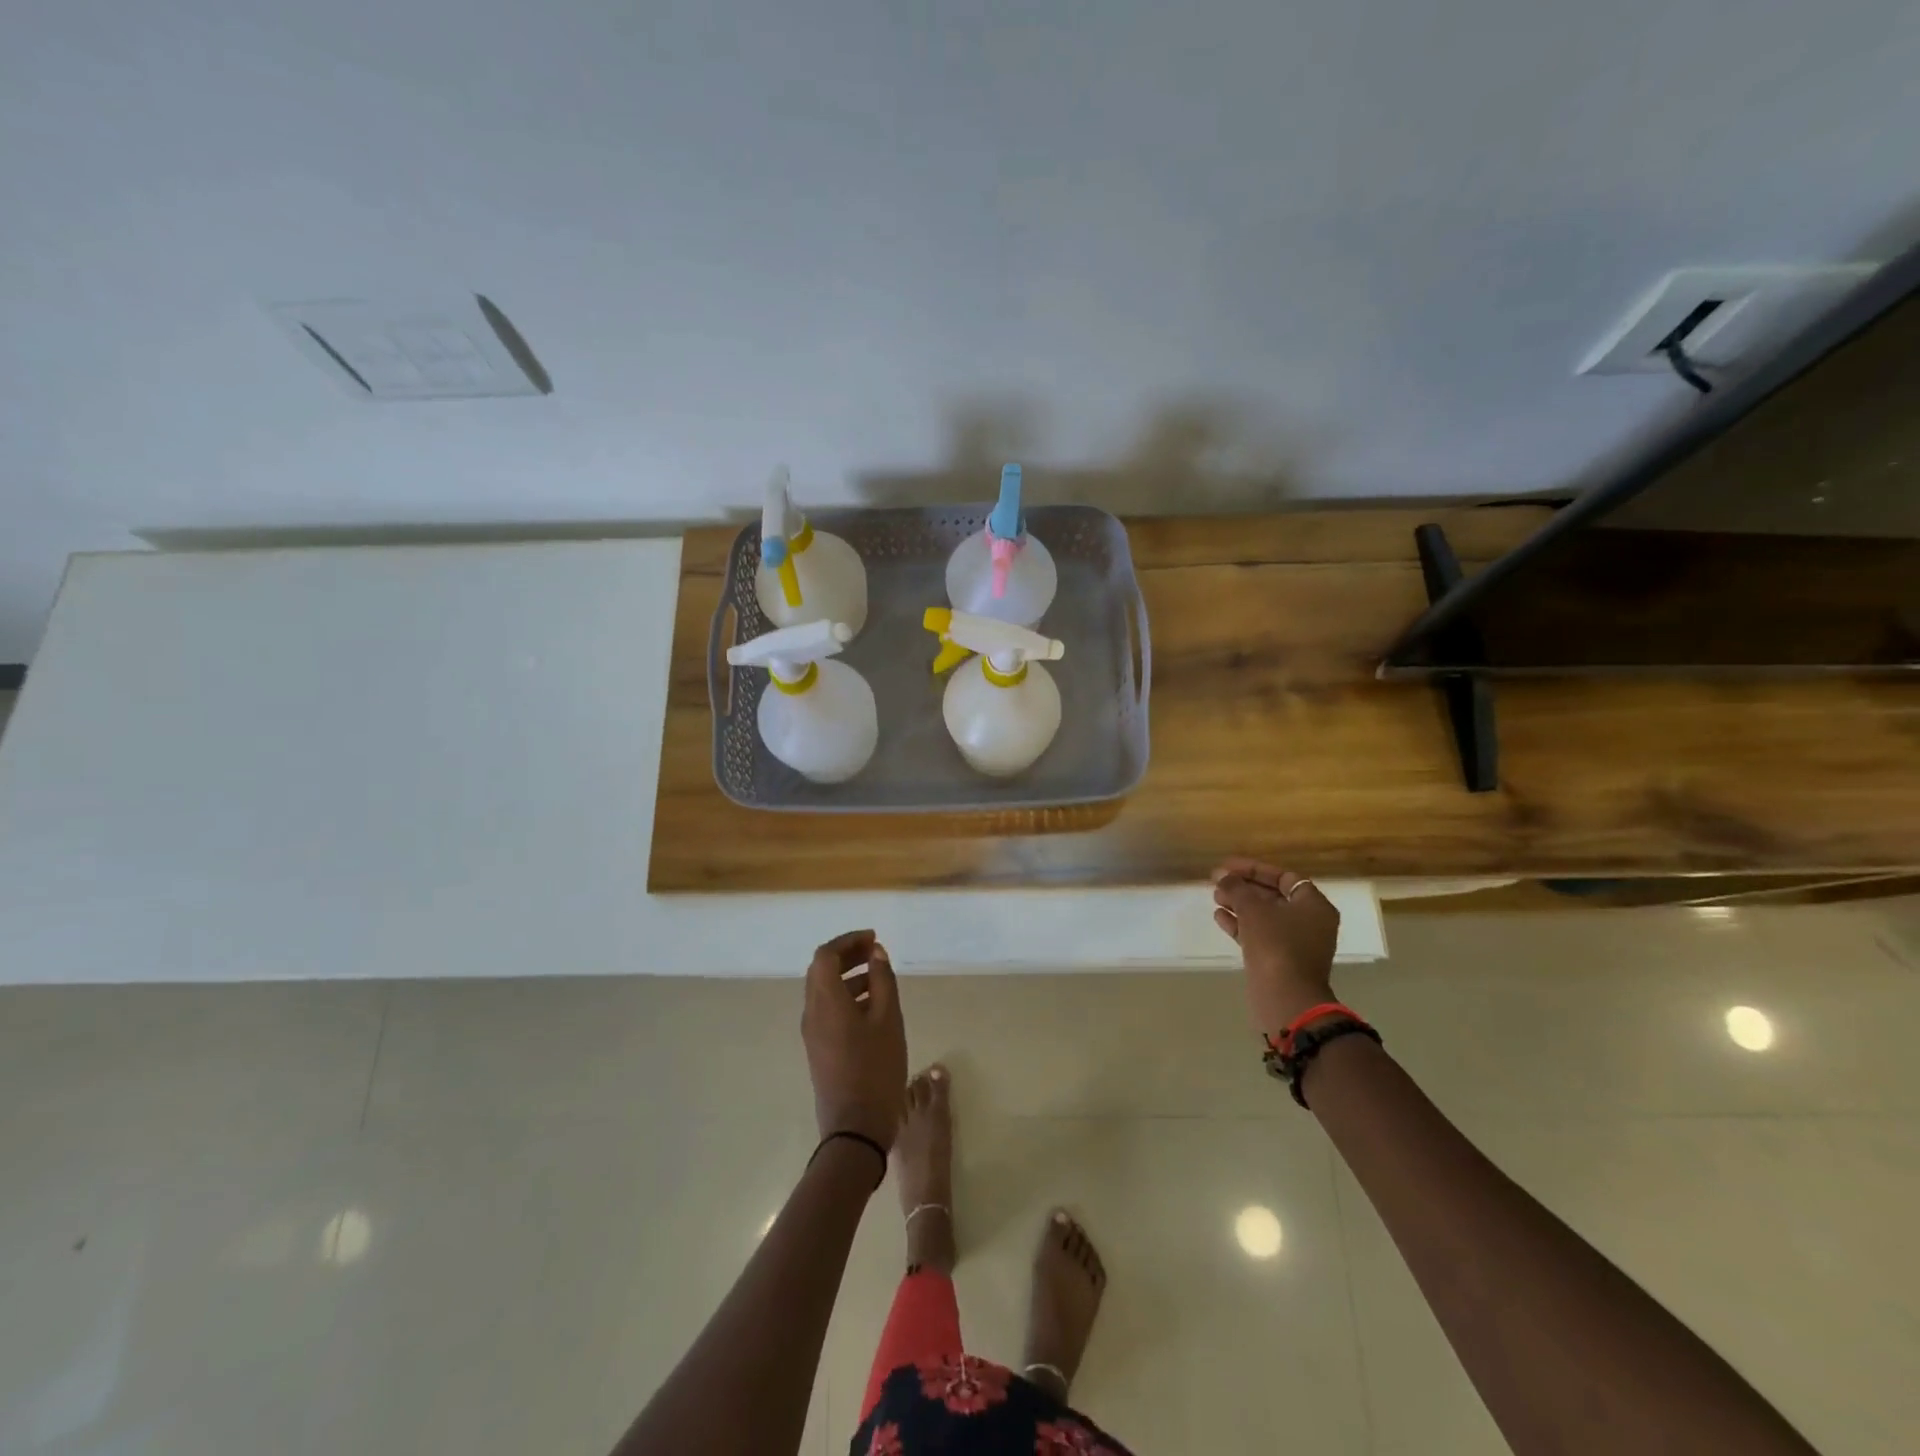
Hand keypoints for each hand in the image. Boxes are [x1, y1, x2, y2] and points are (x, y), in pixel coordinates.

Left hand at [802, 930, 907, 1150]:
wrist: (855, 1128)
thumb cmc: (876, 1069)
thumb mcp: (888, 1020)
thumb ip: (882, 981)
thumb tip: (876, 953)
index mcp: (825, 1001)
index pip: (826, 955)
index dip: (848, 941)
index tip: (874, 939)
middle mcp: (812, 1012)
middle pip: (821, 970)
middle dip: (847, 955)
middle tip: (875, 952)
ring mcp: (812, 1033)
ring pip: (824, 991)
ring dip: (847, 976)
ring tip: (878, 976)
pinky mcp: (818, 1049)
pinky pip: (827, 1009)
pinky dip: (846, 996)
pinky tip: (872, 1006)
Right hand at [1211, 859, 1340, 1037]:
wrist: (1285, 997)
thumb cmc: (1275, 944)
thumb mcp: (1253, 909)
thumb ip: (1236, 887)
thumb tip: (1221, 875)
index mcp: (1313, 906)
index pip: (1284, 877)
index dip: (1254, 869)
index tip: (1228, 867)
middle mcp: (1309, 922)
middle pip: (1273, 896)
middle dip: (1244, 887)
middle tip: (1218, 882)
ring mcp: (1294, 943)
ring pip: (1264, 916)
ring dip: (1239, 905)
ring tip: (1215, 897)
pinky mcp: (1279, 960)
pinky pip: (1259, 934)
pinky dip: (1240, 924)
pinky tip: (1219, 917)